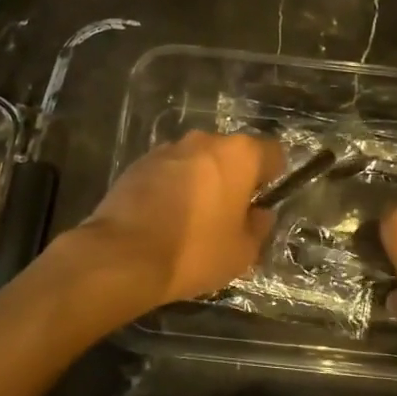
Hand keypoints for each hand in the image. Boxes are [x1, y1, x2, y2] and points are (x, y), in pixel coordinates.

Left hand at [77, 132, 283, 308]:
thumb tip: (259, 214)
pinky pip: (168, 170)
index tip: (263, 200)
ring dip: (201, 180)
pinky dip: (172, 186)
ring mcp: (168, 149)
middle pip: (231, 154)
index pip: (272, 152)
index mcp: (239, 155)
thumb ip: (259, 226)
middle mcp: (205, 140)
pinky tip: (164, 217)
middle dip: (234, 177)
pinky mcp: (139, 162)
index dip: (273, 176)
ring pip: (198, 160)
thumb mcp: (242, 252)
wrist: (123, 255)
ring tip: (193, 218)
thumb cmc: (195, 251)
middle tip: (229, 213)